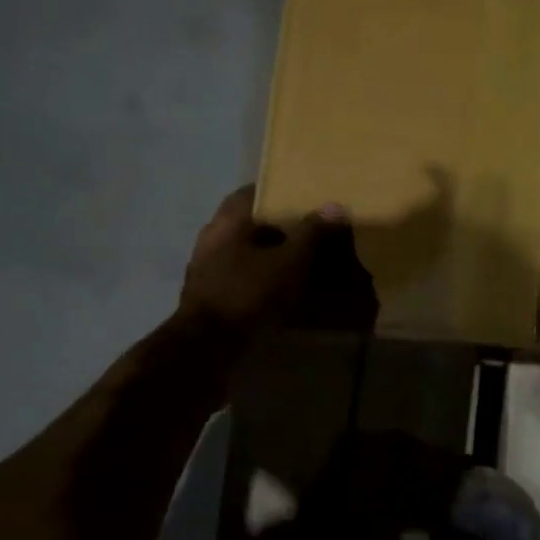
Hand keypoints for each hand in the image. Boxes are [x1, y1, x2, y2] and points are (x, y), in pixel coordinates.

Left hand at [180, 186, 346, 337]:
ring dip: (268, 255)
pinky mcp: (208, 297)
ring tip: (299, 263)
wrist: (207, 347)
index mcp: (227, 222)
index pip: (251, 193)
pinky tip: (280, 291)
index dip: (278, 192)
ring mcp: (205, 270)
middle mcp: (211, 239)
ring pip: (243, 252)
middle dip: (276, 227)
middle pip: (248, 224)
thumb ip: (312, 233)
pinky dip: (258, 279)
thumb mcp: (290, 261)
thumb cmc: (248, 293)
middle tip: (308, 232)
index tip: (303, 198)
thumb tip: (335, 206)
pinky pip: (239, 278)